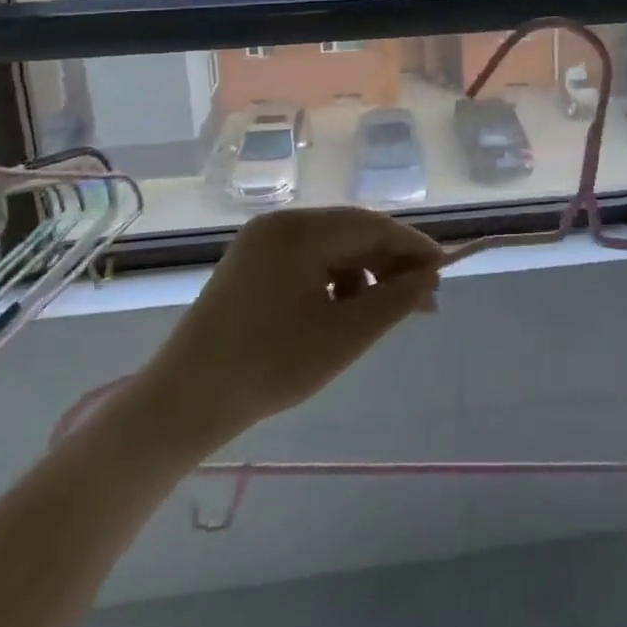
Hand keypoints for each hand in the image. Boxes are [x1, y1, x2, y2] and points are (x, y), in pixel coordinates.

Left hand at [136, 207, 443, 443]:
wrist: (183, 403)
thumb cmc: (269, 367)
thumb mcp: (344, 337)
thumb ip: (395, 300)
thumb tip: (430, 276)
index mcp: (300, 230)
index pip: (373, 225)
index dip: (413, 247)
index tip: (443, 275)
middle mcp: (281, 223)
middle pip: (352, 232)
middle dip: (390, 264)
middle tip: (422, 303)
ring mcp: (262, 241)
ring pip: (332, 246)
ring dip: (364, 274)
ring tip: (382, 315)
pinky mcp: (252, 262)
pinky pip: (308, 259)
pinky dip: (334, 280)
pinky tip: (342, 313)